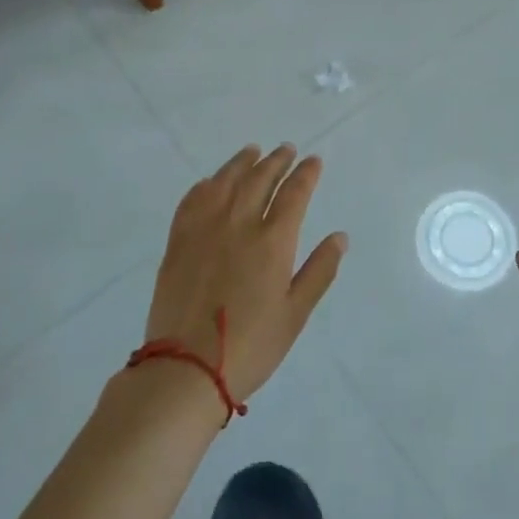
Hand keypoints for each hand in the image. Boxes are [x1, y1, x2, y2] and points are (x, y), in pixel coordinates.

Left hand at [142, 144, 347, 405]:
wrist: (186, 369)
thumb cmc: (251, 345)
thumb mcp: (295, 313)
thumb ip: (319, 270)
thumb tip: (340, 237)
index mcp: (273, 241)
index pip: (294, 193)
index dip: (306, 174)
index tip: (314, 161)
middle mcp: (239, 224)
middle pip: (260, 179)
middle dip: (276, 161)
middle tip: (286, 150)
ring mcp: (204, 230)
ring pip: (225, 182)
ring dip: (242, 163)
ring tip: (252, 151)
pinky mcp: (178, 242)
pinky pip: (192, 201)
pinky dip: (206, 185)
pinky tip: (211, 182)